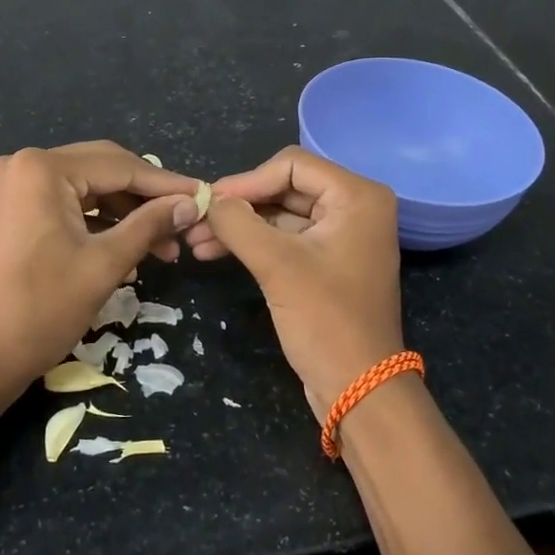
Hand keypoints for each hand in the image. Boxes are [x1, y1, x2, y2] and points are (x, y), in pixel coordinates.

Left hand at [0, 142, 201, 403]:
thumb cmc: (41, 310)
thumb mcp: (104, 264)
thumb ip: (150, 225)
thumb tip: (191, 203)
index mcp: (42, 169)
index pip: (120, 166)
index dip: (166, 184)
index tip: (205, 197)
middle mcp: (23, 164)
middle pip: (103, 169)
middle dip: (146, 198)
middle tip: (185, 221)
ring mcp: (12, 185)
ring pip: (86, 187)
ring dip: (125, 212)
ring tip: (162, 246)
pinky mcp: (10, 208)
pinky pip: (65, 202)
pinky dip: (97, 221)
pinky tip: (128, 246)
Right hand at [191, 146, 404, 420]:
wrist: (359, 389)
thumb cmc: (325, 320)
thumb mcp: (277, 265)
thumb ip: (238, 223)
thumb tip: (207, 200)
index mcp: (357, 196)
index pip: (291, 165)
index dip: (246, 181)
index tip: (207, 204)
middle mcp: (355, 206)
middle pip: (285, 187)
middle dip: (239, 206)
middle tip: (195, 222)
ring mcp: (343, 234)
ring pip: (281, 214)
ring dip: (241, 226)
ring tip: (196, 242)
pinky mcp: (329, 260)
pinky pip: (287, 238)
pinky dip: (254, 243)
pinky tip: (216, 252)